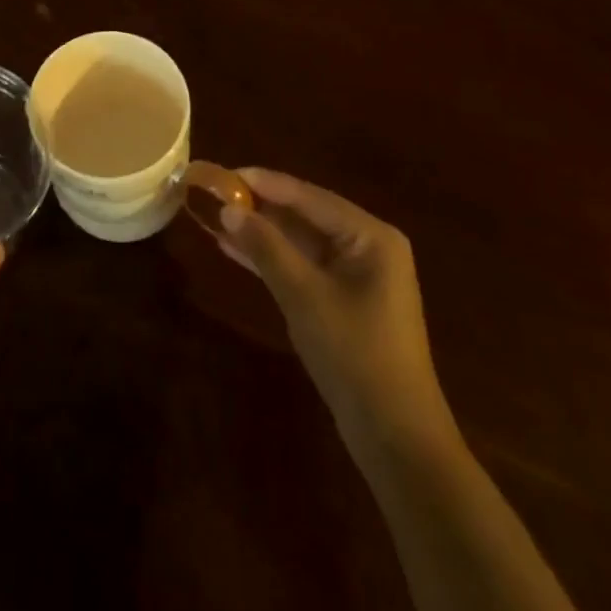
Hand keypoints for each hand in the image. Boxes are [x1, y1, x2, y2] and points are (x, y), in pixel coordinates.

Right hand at [218, 168, 451, 457]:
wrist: (395, 439)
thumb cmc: (355, 354)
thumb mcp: (304, 295)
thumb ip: (265, 247)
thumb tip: (228, 208)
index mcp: (370, 236)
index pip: (308, 196)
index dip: (263, 183)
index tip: (223, 172)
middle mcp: (367, 246)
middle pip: (304, 215)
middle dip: (259, 206)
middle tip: (214, 193)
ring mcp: (356, 275)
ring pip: (299, 241)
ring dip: (261, 233)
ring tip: (215, 217)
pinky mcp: (344, 300)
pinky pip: (302, 266)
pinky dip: (271, 259)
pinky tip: (234, 249)